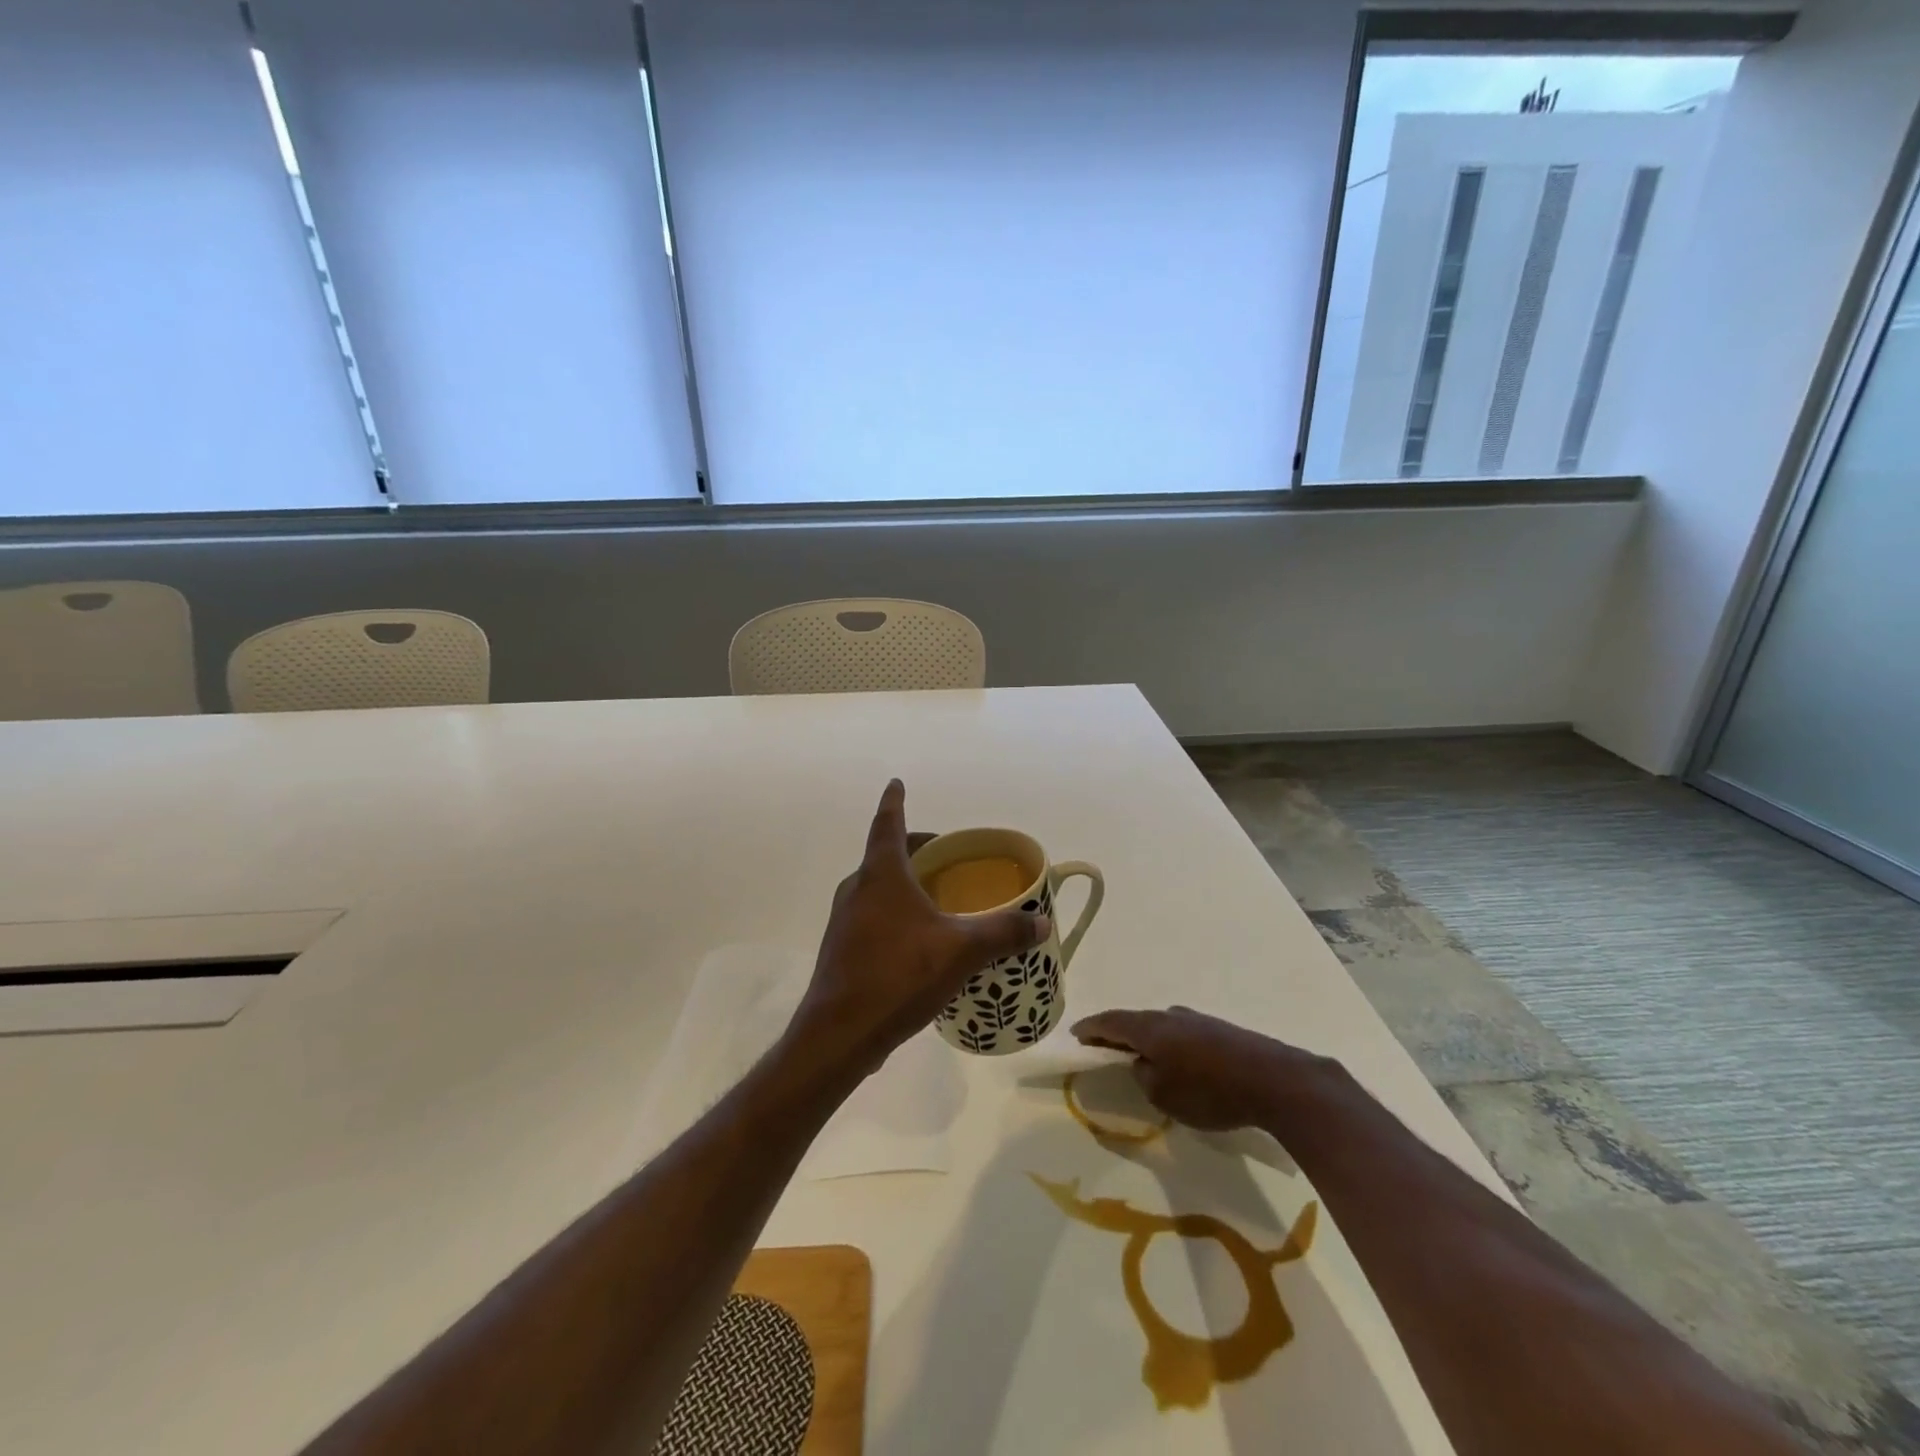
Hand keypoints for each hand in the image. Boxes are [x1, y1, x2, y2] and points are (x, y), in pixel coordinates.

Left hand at [789, 780, 1050, 1079]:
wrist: (840, 1033)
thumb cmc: (898, 976)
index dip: (895, 802)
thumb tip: (1040, 923)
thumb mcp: (960, 951)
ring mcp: (844, 920)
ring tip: (935, 896)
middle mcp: (857, 889)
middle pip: (884, 855)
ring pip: (876, 887)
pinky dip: (894, 911)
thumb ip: (1001, 933)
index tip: (896, 783)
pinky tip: (916, 939)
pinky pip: (871, 915)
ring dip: (903, 882)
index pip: (888, 824)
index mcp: (881, 875)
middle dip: (913, 848)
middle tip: (942, 852)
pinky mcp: (841, 949)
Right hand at [1072, 1005, 1322, 1130]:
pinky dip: (1170, 1044)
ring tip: (1141, 1055)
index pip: (1111, 1022)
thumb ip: (1145, 1077)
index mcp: (1150, 1028)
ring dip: (1147, 1038)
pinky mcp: (1220, 1031)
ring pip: (1161, 1027)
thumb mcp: (1165, 1095)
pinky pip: (1182, 1034)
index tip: (1076, 1034)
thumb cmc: (1210, 1091)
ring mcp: (1198, 1020)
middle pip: (1136, 1021)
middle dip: (1118, 1033)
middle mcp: (1170, 1016)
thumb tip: (1144, 1064)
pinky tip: (1178, 1061)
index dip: (1091, 1028)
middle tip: (1104, 1046)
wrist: (1274, 1080)